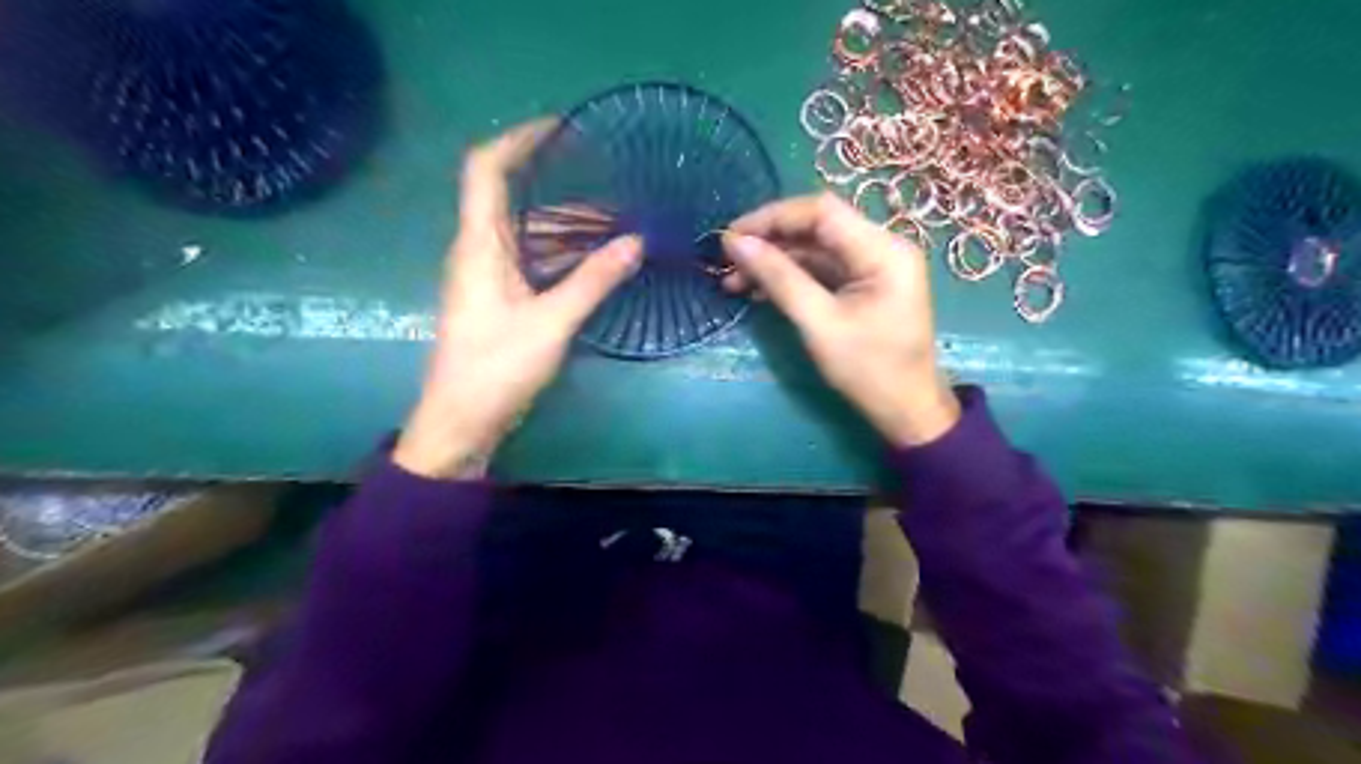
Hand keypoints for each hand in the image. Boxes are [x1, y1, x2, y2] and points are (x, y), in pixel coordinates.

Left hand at [393, 119, 643, 477]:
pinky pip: (533, 260)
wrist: (461, 421)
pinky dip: (564, 253)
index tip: (561, 129)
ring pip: (529, 232)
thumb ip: (594, 281)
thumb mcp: (552, 323)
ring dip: (569, 224)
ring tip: (619, 221)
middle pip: (515, 198)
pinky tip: (598, 258)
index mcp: (479, 244)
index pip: (486, 168)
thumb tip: (636, 243)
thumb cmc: (497, 368)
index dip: (518, 139)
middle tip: (611, 182)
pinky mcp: (500, 298)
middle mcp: (479, 250)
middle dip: (561, 186)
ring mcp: (489, 275)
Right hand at [721, 194, 954, 446]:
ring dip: (774, 262)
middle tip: (727, 261)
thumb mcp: (819, 324)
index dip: (772, 217)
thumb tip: (736, 243)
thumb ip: (779, 278)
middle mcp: (881, 247)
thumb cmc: (868, 370)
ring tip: (733, 282)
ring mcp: (873, 266)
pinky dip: (789, 277)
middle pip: (817, 227)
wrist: (906, 410)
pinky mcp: (862, 284)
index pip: (821, 212)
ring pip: (814, 249)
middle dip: (769, 241)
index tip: (732, 236)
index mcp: (883, 250)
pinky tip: (758, 291)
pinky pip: (821, 269)